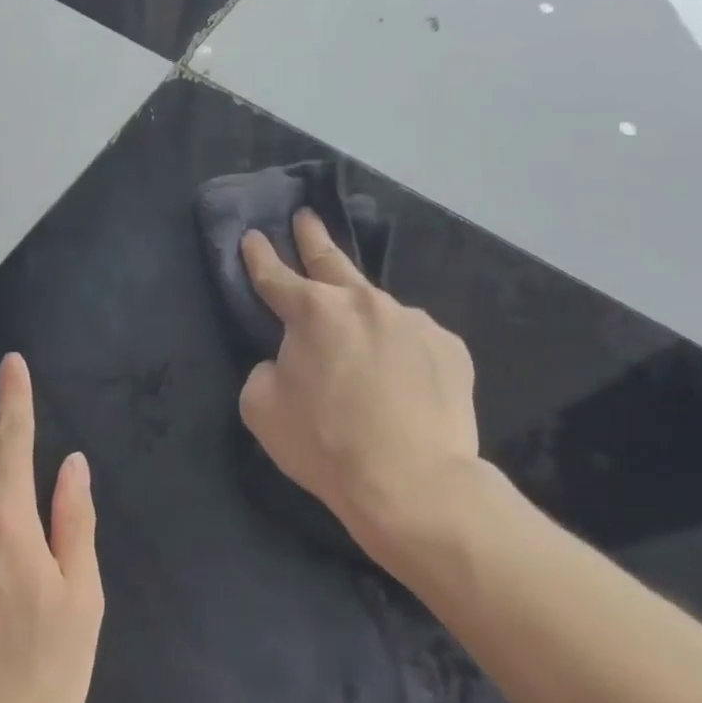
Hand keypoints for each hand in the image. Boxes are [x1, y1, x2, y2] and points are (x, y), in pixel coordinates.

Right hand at [239, 210, 482, 558]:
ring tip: (362, 343)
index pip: (274, 275)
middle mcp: (363, 302)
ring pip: (377, 309)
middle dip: (313, 238)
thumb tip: (286, 361)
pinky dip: (401, 351)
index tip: (252, 236)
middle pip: (331, 261)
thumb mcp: (262, 408)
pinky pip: (414, 341)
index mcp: (313, 311)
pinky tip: (402, 380)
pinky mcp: (449, 347)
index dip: (259, 255)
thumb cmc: (326, 444)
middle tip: (306, 217)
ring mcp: (412, 320)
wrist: (414, 485)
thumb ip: (265, 369)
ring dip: (363, 316)